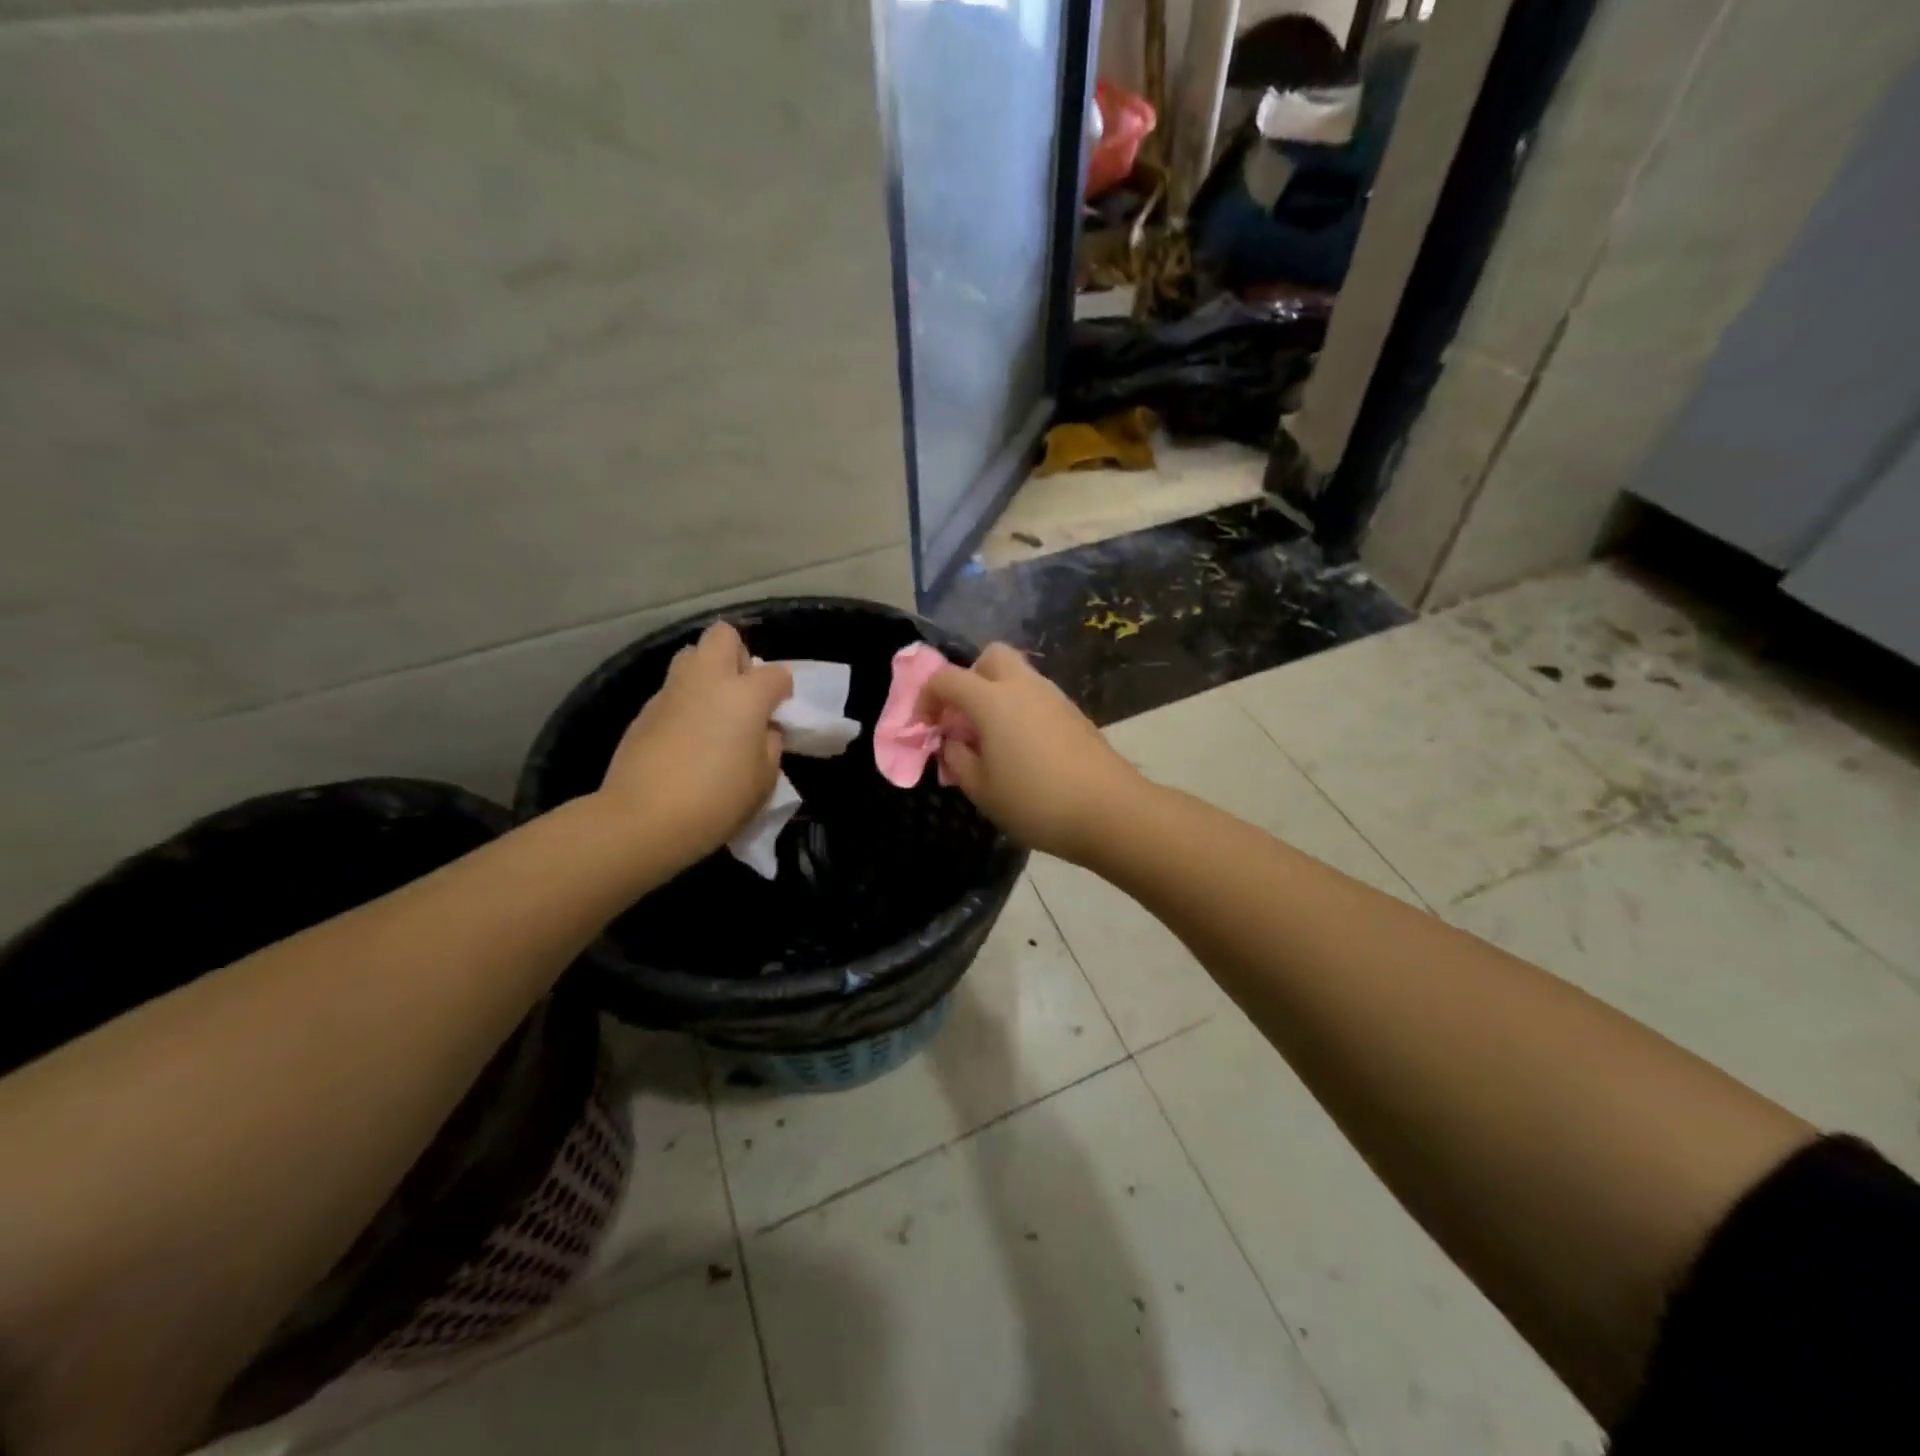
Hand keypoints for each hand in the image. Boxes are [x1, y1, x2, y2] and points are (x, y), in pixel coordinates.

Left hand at [598, 621, 792, 864]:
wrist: (642, 820)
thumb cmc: (716, 801)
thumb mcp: (764, 780)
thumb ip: (770, 745)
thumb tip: (763, 729)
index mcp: (745, 695)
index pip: (776, 674)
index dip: (783, 690)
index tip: (780, 712)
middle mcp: (707, 681)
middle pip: (723, 636)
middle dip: (738, 655)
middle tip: (743, 693)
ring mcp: (671, 692)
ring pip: (690, 657)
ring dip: (706, 673)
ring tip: (714, 712)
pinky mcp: (644, 712)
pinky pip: (672, 692)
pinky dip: (684, 704)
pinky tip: (686, 739)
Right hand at [920, 643, 1141, 862]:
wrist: (1110, 811)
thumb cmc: (1036, 802)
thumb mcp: (981, 790)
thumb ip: (957, 759)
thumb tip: (953, 741)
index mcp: (992, 700)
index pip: (946, 678)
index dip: (926, 698)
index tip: (924, 728)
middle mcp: (1024, 686)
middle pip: (990, 657)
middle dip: (969, 679)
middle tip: (963, 718)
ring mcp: (1054, 697)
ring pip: (1017, 676)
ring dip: (996, 696)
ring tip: (992, 741)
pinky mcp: (1074, 713)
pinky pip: (1037, 697)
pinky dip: (1020, 710)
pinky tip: (1022, 750)